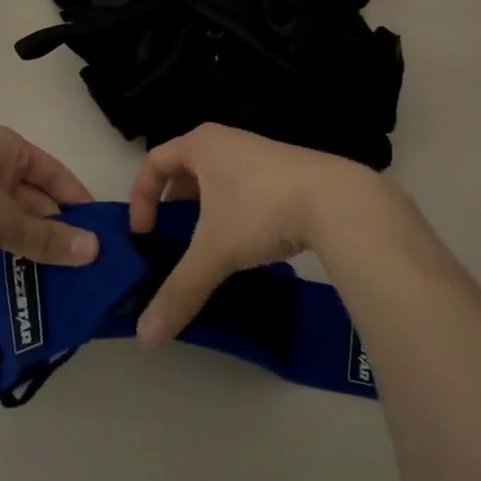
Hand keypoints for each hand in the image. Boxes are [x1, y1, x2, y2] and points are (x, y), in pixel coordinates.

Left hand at [0, 125, 100, 270]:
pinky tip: (15, 270)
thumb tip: (95, 251)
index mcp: (7, 147)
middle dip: (53, 226)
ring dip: (27, 240)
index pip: (55, 173)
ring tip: (53, 273)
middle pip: (32, 194)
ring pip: (8, 214)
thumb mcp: (6, 221)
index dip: (77, 201)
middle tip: (79, 261)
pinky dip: (2, 245)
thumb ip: (49, 238)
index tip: (99, 232)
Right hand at [126, 123, 379, 345]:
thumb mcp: (214, 252)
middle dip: (174, 204)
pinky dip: (235, 211)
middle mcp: (228, 140)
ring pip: (218, 179)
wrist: (338, 201)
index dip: (142, 197)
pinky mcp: (286, 170)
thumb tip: (145, 339)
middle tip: (173, 239)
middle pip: (186, 168)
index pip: (154, 161)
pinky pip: (245, 186)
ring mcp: (260, 152)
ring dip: (207, 209)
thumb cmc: (262, 211)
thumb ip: (179, 292)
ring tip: (209, 246)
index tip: (144, 233)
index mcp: (202, 145)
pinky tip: (249, 242)